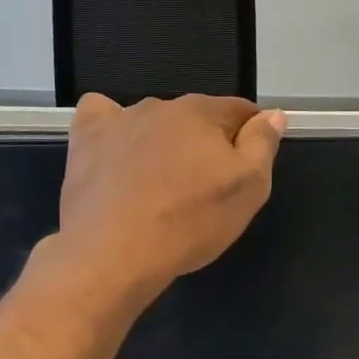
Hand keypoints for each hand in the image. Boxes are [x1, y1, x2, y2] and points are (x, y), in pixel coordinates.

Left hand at [56, 94, 285, 301]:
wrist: (115, 252)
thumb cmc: (190, 223)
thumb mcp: (248, 190)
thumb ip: (262, 146)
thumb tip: (272, 115)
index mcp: (204, 113)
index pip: (240, 111)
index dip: (250, 135)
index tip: (246, 167)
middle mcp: (161, 106)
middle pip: (195, 117)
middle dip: (205, 142)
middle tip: (204, 187)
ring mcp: (119, 120)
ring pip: (152, 121)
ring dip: (163, 142)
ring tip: (159, 184)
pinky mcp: (86, 139)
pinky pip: (101, 116)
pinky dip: (112, 128)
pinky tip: (115, 152)